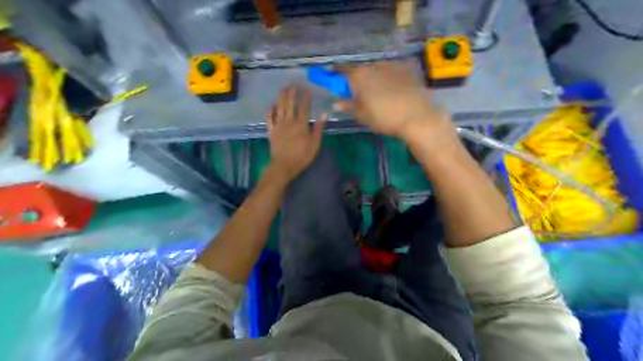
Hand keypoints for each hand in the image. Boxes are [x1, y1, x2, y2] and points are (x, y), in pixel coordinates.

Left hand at [268, 85, 325, 182]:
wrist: (284, 165)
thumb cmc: (302, 156)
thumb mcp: (315, 143)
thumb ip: (318, 128)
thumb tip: (324, 113)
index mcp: (300, 124)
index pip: (303, 107)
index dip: (305, 97)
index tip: (306, 88)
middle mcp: (288, 121)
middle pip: (289, 103)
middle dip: (291, 93)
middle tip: (293, 84)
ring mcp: (278, 125)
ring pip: (279, 107)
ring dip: (281, 97)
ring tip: (283, 89)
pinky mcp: (271, 131)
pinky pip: (270, 118)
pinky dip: (271, 111)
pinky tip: (272, 106)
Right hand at [337, 61, 450, 140]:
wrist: (416, 116)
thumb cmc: (384, 117)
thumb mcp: (362, 115)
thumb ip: (348, 106)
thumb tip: (337, 103)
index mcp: (359, 76)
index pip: (342, 69)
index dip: (335, 74)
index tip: (333, 79)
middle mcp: (373, 65)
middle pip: (360, 69)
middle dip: (357, 79)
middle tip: (359, 93)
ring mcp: (391, 65)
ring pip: (376, 70)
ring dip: (373, 78)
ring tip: (379, 94)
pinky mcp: (406, 69)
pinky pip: (391, 72)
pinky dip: (388, 78)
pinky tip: (394, 91)